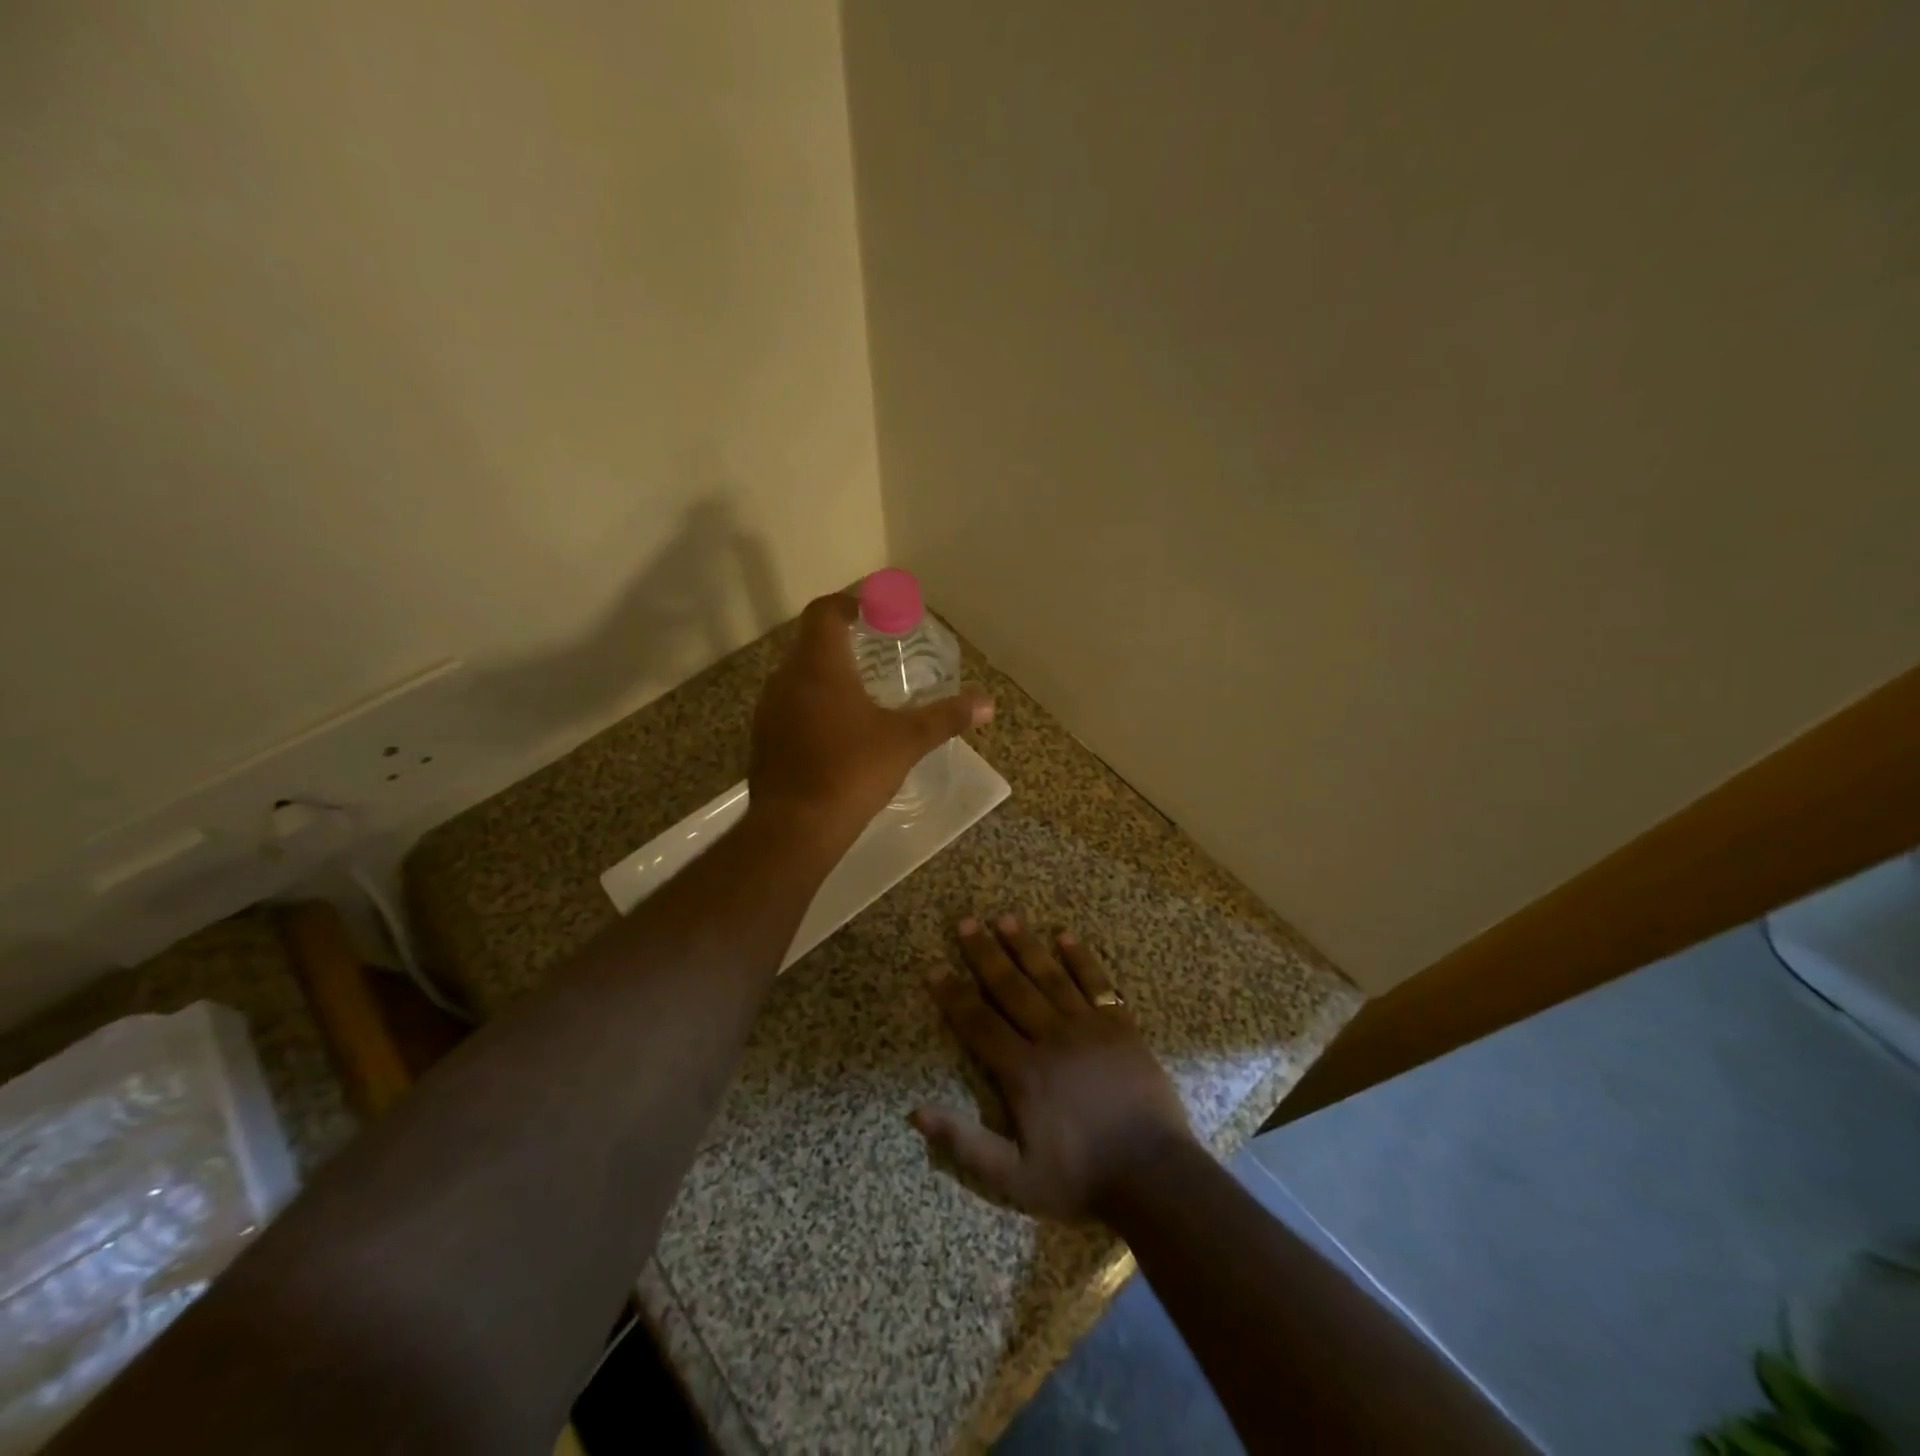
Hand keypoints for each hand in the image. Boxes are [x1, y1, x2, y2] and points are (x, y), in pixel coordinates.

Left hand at [748, 593, 992, 849]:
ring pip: (797, 677)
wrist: (796, 828)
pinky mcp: (763, 740)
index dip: (847, 603)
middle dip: (841, 641)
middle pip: (810, 643)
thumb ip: (946, 717)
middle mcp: (786, 679)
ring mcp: (769, 710)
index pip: (824, 612)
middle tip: (874, 651)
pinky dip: (812, 705)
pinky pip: (789, 707)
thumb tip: (988, 703)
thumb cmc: (852, 771)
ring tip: (859, 691)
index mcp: (819, 666)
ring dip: (825, 676)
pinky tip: (836, 731)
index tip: (871, 609)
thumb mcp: (906, 741)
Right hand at [912, 915, 1195, 1221]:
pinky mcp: (1121, 1026)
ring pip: (1050, 977)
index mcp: (1023, 1071)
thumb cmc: (1081, 1178)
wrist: (1155, 1176)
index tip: (934, 969)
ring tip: (1006, 918)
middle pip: (1011, 988)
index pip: (979, 1023)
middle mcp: (1052, 1037)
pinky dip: (1081, 959)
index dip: (954, 996)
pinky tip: (1065, 936)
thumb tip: (915, 1113)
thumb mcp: (1015, 1179)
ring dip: (1026, 946)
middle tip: (966, 923)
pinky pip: (1097, 984)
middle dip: (985, 954)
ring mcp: (1089, 1027)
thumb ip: (966, 1143)